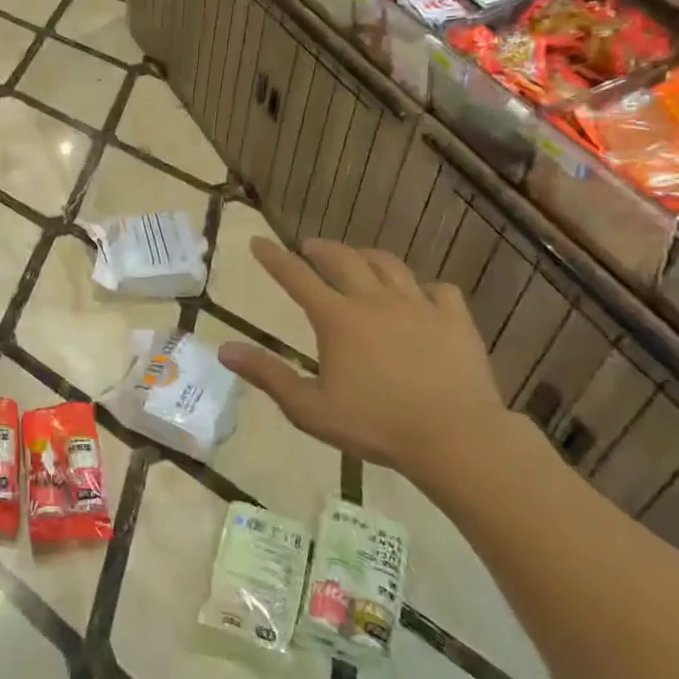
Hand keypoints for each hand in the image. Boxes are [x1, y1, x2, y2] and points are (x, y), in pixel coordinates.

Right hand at [217, 238, 537, 488]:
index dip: (274, 258)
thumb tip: (224, 349)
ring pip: (390, 266)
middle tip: (310, 247)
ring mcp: (419, 306)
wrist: (455, 437)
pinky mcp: (455, 320)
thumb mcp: (308, 408)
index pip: (297, 277)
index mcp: (337, 318)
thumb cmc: (375, 425)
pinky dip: (424, 288)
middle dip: (322, 249)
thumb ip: (267, 375)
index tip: (258, 242)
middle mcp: (375, 301)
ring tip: (359, 259)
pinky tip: (421, 296)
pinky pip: (439, 290)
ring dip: (368, 257)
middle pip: (344, 260)